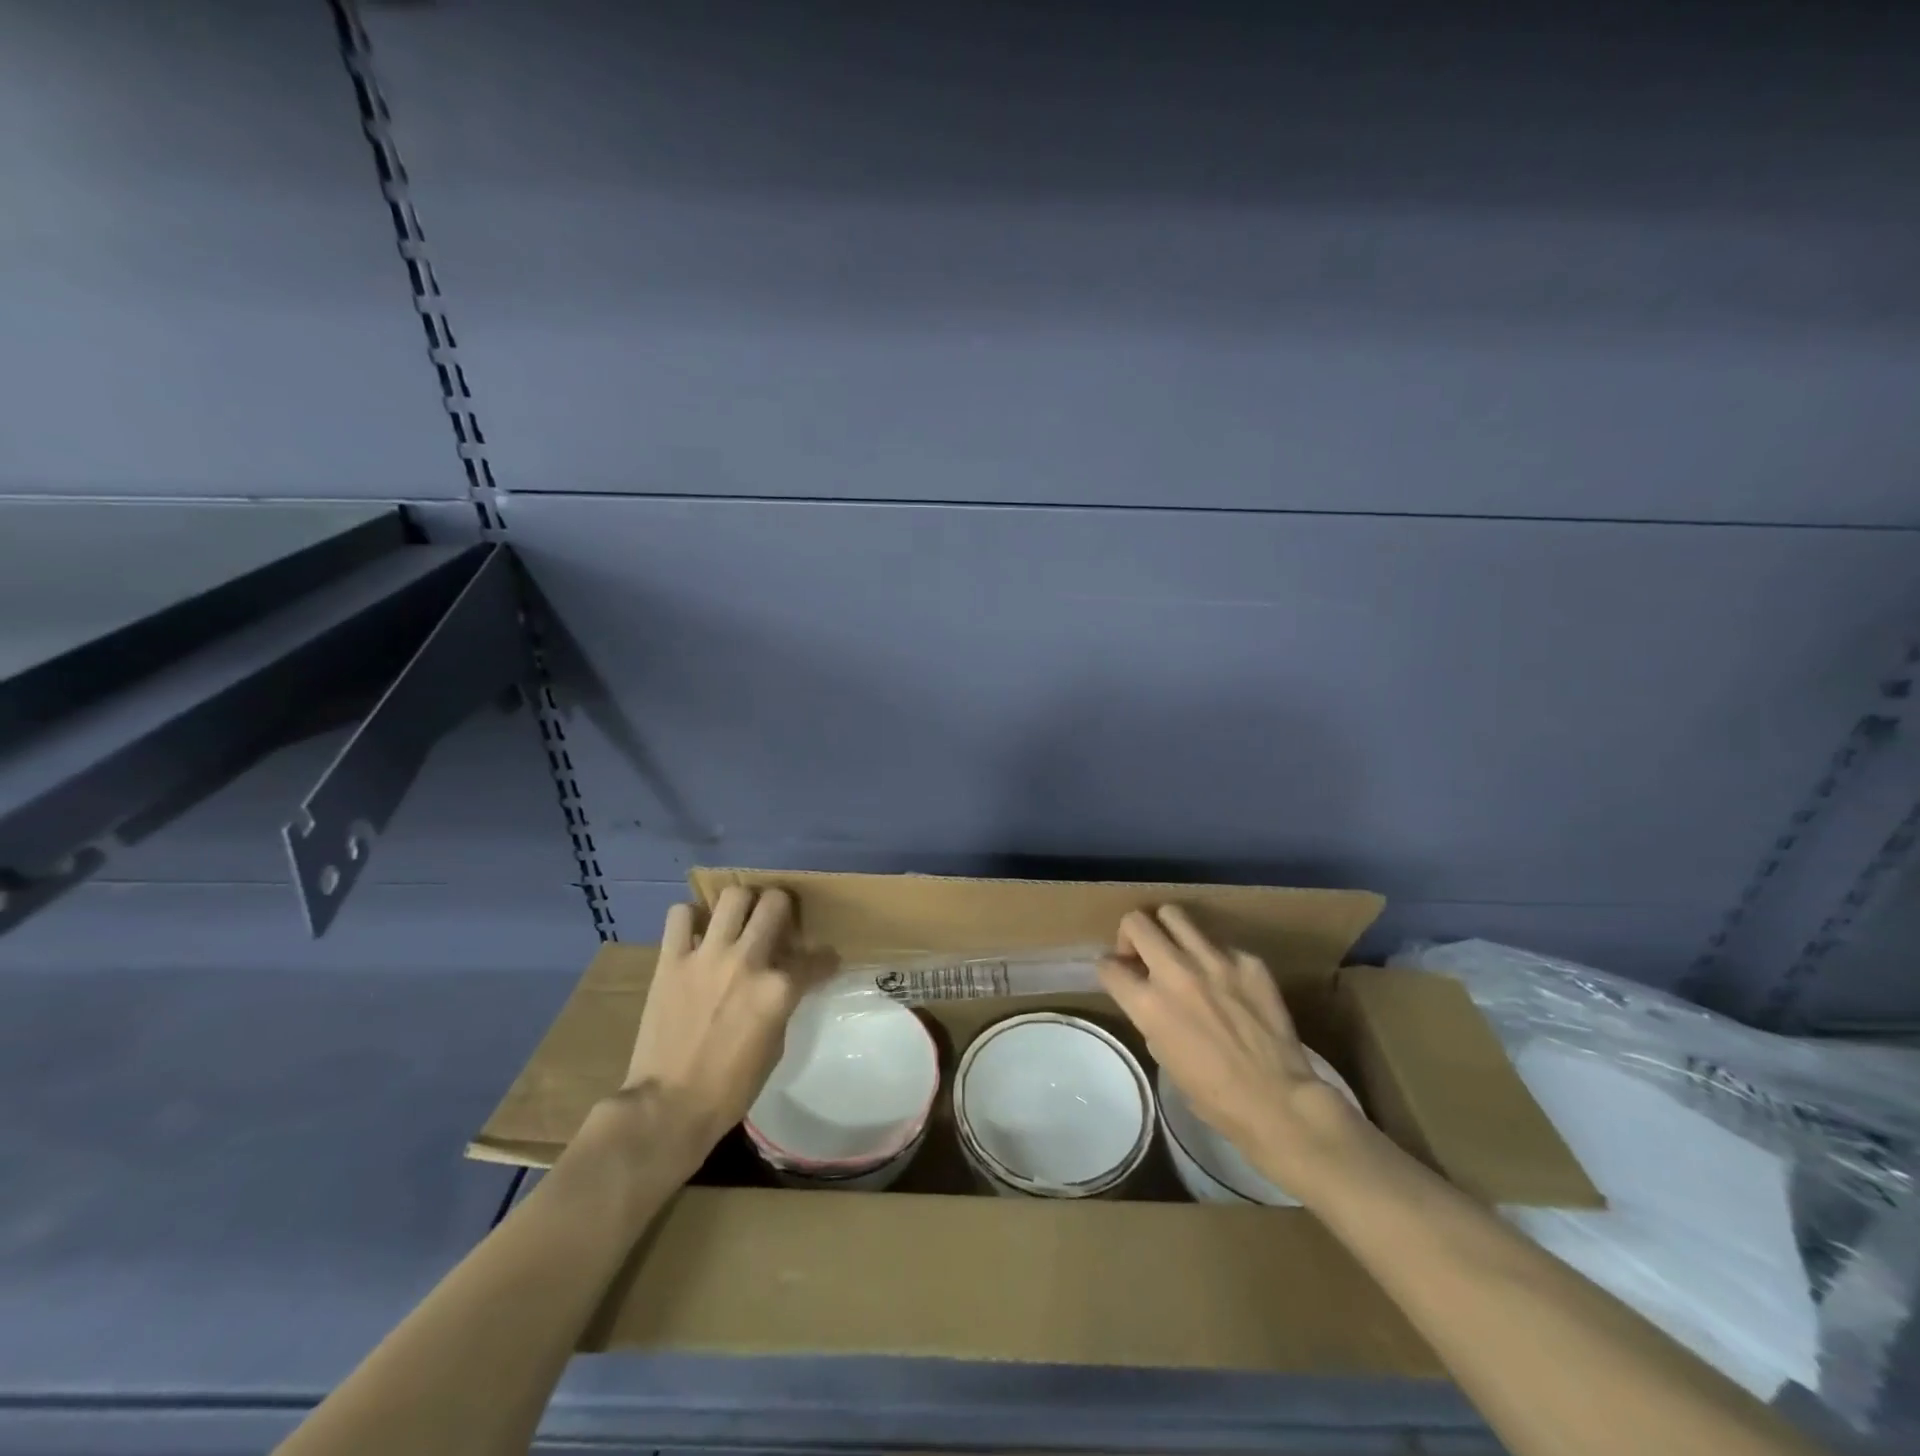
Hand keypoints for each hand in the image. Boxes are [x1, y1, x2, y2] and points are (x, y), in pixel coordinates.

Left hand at [597, 887, 821, 1177]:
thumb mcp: (775, 1047)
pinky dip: (690, 919)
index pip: (816, 958)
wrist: (667, 1108)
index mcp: (778, 989)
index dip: (825, 960)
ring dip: (741, 905)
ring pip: (732, 896)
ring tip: (738, 920)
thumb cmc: (729, 1089)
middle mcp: (747, 962)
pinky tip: (696, 935)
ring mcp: (707, 957)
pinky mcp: (671, 960)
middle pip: (775, 903)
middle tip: (777, 922)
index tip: (824, 962)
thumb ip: (782, 1004)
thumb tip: (785, 983)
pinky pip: (680, 915)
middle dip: (783, 908)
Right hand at [1098, 905, 1373, 1199]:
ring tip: (1178, 952)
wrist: (1278, 1100)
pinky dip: (1213, 957)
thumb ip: (1148, 1014)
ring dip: (1167, 931)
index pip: (1107, 965)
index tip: (1119, 975)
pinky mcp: (1248, 960)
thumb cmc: (1213, 1094)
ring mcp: (1214, 960)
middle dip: (1131, 935)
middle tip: (1143, 954)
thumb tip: (1147, 994)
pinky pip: (1219, 943)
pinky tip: (1226, 982)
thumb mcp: (1162, 1055)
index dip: (1109, 970)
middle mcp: (1176, 971)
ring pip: (1173, 914)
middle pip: (1136, 922)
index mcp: (1149, 1003)